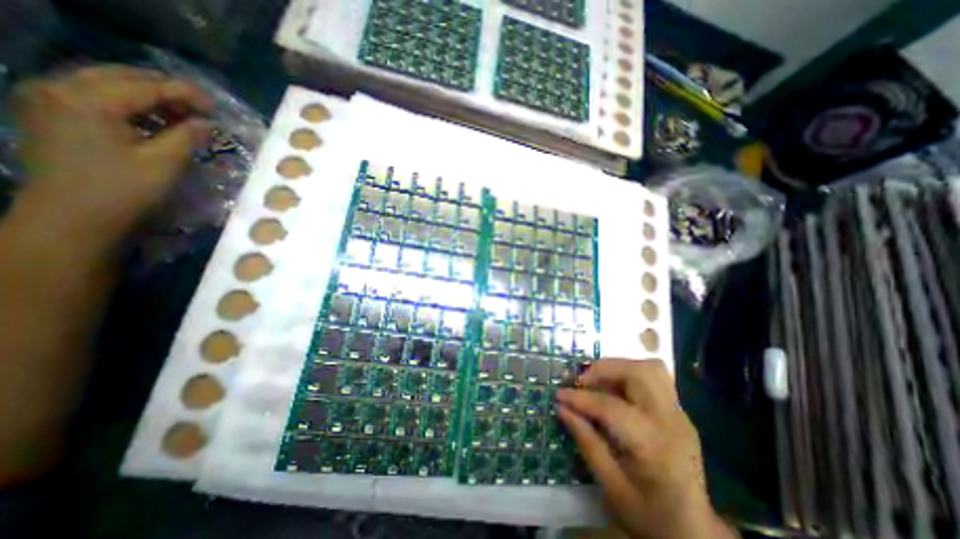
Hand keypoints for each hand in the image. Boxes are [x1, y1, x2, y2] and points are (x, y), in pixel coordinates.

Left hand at [10, 63, 213, 245]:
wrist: (71, 218)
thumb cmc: (124, 191)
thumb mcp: (166, 163)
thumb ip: (189, 136)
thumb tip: (209, 123)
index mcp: (88, 99)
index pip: (148, 86)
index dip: (187, 94)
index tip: (217, 109)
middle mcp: (59, 87)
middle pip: (122, 76)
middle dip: (166, 90)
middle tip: (201, 109)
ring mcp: (47, 98)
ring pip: (105, 82)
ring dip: (147, 95)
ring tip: (181, 113)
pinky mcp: (47, 113)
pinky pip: (91, 94)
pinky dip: (126, 102)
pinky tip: (150, 118)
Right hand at [555, 359, 735, 538]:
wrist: (694, 532)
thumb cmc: (649, 515)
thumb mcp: (610, 485)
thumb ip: (585, 441)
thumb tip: (561, 408)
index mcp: (654, 447)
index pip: (611, 407)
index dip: (581, 398)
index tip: (559, 394)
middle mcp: (672, 422)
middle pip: (640, 373)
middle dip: (604, 369)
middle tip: (581, 381)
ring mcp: (680, 414)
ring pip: (651, 368)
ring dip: (619, 367)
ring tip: (597, 380)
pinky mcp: (679, 411)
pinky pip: (654, 377)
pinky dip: (629, 373)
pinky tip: (614, 389)